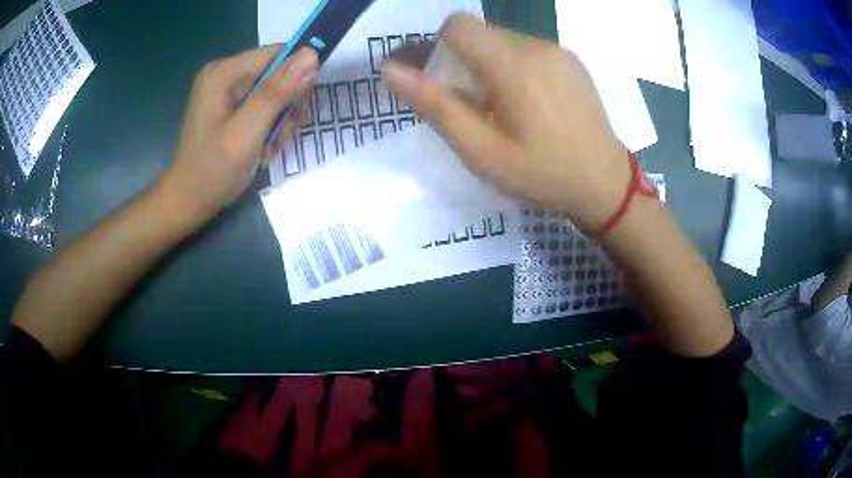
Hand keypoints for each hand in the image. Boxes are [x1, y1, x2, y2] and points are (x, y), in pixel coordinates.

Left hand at [158, 45, 317, 221]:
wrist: (189, 202)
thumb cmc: (213, 170)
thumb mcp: (248, 131)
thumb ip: (278, 92)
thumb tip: (311, 54)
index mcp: (224, 73)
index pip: (277, 54)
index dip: (297, 74)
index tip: (298, 107)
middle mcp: (225, 75)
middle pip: (277, 73)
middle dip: (286, 105)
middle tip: (278, 136)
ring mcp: (226, 91)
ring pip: (275, 92)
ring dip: (280, 120)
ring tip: (268, 148)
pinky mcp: (229, 107)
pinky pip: (263, 105)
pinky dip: (269, 127)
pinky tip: (261, 148)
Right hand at [383, 15, 629, 231]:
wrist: (605, 183)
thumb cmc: (542, 174)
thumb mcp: (481, 152)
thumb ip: (436, 106)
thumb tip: (392, 70)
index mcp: (512, 66)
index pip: (459, 25)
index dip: (441, 46)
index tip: (448, 81)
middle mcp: (536, 47)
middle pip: (481, 32)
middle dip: (465, 59)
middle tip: (477, 104)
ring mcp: (558, 51)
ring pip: (504, 39)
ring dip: (491, 64)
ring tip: (506, 106)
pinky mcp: (571, 60)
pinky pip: (528, 49)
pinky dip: (515, 66)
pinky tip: (532, 102)